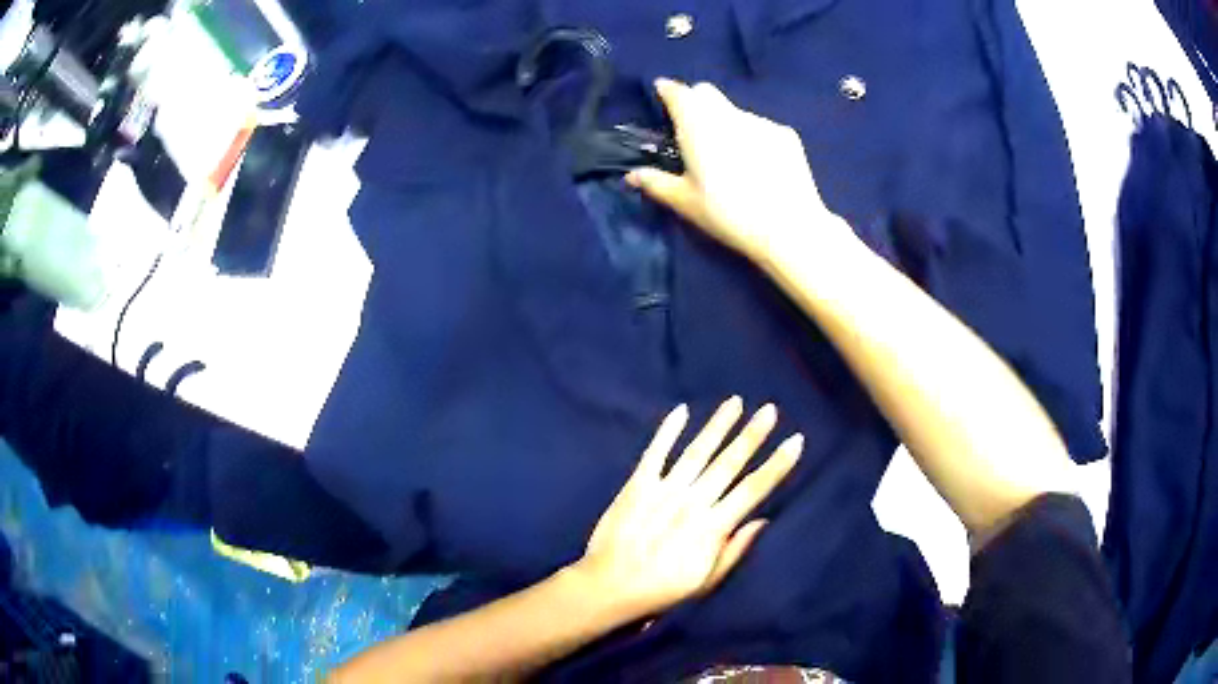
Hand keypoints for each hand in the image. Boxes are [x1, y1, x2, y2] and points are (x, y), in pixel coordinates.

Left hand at [570, 398, 802, 618]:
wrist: (610, 586)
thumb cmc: (662, 590)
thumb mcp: (706, 582)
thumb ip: (735, 550)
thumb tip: (762, 520)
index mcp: (713, 527)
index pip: (753, 489)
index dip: (776, 465)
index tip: (795, 441)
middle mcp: (692, 502)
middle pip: (729, 463)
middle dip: (752, 435)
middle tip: (769, 409)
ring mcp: (663, 491)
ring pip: (697, 452)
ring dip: (717, 426)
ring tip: (735, 402)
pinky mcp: (637, 486)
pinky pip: (655, 453)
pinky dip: (668, 431)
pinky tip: (681, 410)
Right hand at [626, 79, 856, 269]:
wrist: (788, 227)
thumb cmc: (728, 214)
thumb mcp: (685, 202)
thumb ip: (655, 183)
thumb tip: (631, 175)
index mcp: (697, 123)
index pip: (677, 92)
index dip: (667, 92)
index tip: (662, 98)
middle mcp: (727, 113)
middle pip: (706, 93)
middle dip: (695, 102)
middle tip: (693, 131)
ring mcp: (760, 121)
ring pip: (734, 111)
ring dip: (725, 122)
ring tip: (731, 156)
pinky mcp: (786, 134)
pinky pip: (761, 127)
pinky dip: (753, 137)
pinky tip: (760, 166)